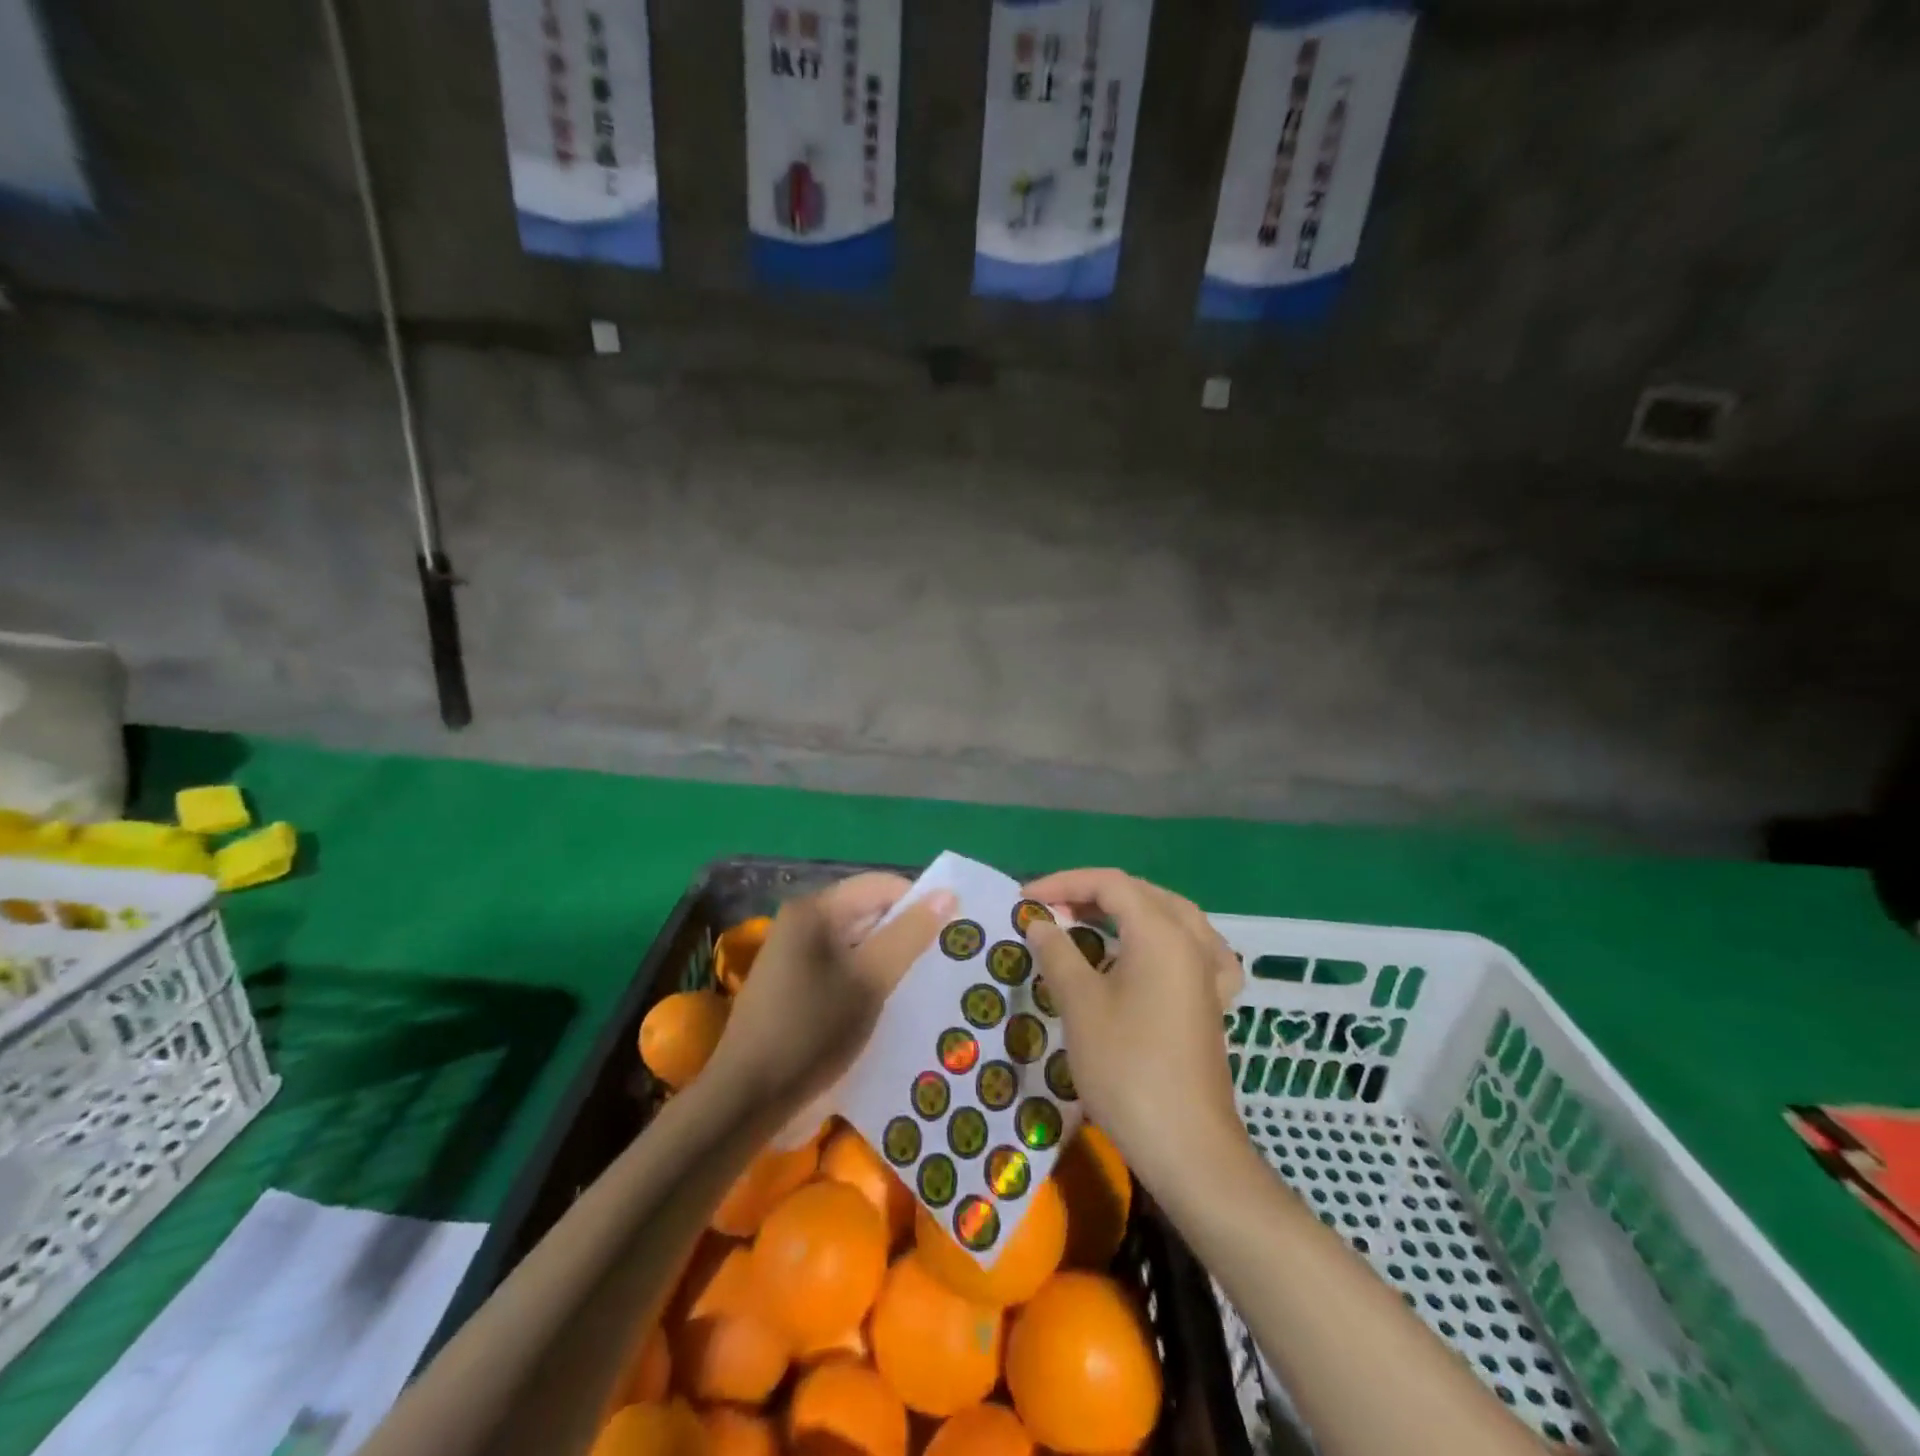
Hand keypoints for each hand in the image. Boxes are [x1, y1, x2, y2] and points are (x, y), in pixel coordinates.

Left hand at [706, 872, 955, 1113]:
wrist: (747, 1098)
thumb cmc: (812, 1031)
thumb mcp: (870, 981)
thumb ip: (909, 935)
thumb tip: (947, 894)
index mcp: (816, 909)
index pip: (881, 886)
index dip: (918, 904)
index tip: (950, 935)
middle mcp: (802, 921)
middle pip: (868, 911)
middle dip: (905, 933)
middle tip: (941, 963)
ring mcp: (794, 952)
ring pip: (856, 942)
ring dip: (888, 959)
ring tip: (921, 985)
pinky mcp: (793, 983)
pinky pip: (841, 965)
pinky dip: (866, 977)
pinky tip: (886, 1003)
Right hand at [1023, 869, 1245, 1188]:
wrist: (1186, 1145)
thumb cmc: (1127, 1068)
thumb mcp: (1080, 1004)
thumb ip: (1058, 952)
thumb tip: (1040, 921)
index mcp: (1161, 933)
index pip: (1110, 884)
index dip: (1064, 883)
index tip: (1025, 901)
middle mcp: (1192, 941)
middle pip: (1141, 894)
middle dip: (1091, 894)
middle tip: (1050, 911)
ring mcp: (1208, 972)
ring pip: (1170, 917)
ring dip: (1128, 911)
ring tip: (1091, 921)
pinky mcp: (1212, 1002)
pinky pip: (1196, 951)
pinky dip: (1169, 940)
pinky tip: (1157, 954)